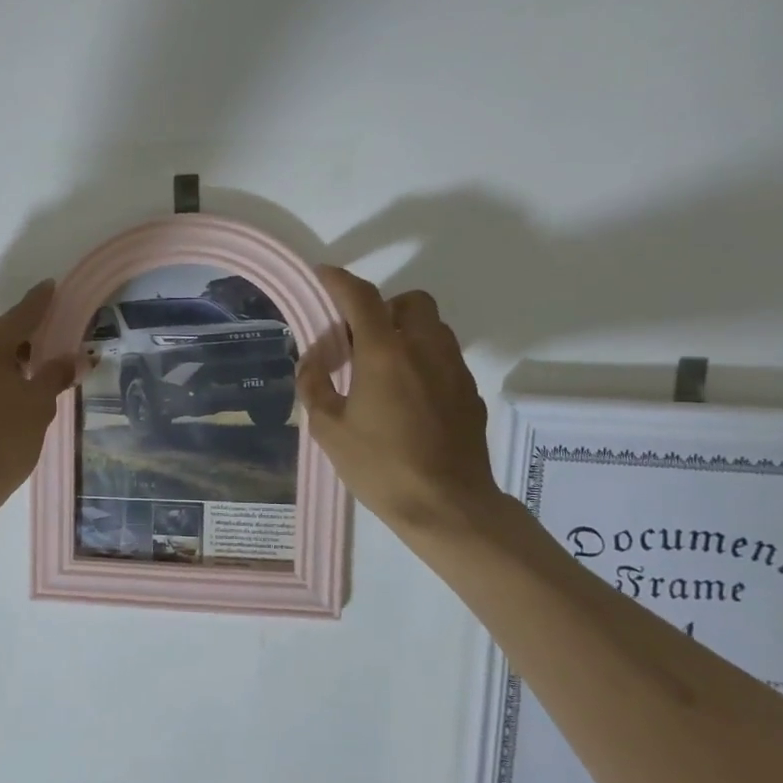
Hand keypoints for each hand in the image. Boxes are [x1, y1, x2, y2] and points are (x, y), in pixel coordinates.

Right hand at [297, 265, 508, 546]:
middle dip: (383, 307)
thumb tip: (312, 362)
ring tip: (382, 368)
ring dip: (406, 332)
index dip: (339, 280)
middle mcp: (424, 350)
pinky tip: (407, 397)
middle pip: (411, 301)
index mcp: (385, 354)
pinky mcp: (469, 393)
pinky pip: (445, 358)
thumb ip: (315, 386)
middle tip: (359, 339)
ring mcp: (454, 370)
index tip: (322, 275)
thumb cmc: (381, 467)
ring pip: (433, 327)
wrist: (448, 507)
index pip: (361, 298)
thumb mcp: (329, 430)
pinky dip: (423, 360)